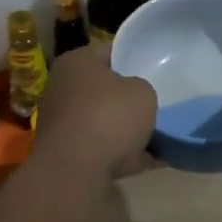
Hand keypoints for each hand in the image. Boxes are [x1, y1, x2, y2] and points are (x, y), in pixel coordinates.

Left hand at [31, 41, 157, 179]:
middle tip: (158, 102)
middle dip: (129, 98)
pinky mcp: (67, 154)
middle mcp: (62, 88)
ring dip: (127, 130)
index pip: (109, 50)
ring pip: (104, 121)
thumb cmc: (109, 117)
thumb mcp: (143, 92)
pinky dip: (124, 154)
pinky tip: (152, 160)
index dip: (135, 57)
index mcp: (76, 62)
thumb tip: (135, 98)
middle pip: (104, 89)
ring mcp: (62, 123)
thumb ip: (142, 89)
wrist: (76, 171)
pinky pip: (104, 148)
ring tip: (160, 135)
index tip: (156, 68)